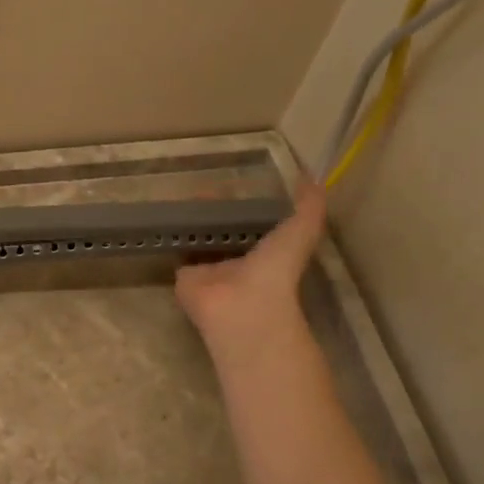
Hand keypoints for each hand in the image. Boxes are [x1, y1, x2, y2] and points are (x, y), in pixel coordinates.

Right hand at [175, 181, 327, 361]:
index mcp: (267, 253)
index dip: (250, 206)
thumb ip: (308, 207)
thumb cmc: (274, 271)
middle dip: (218, 212)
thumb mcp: (300, 232)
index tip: (239, 183)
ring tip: (187, 196)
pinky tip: (170, 214)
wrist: (241, 306)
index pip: (258, 226)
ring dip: (196, 221)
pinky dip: (175, 234)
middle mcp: (239, 261)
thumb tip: (313, 177)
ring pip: (202, 239)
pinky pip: (180, 250)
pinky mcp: (185, 275)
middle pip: (226, 231)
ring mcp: (211, 270)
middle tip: (207, 187)